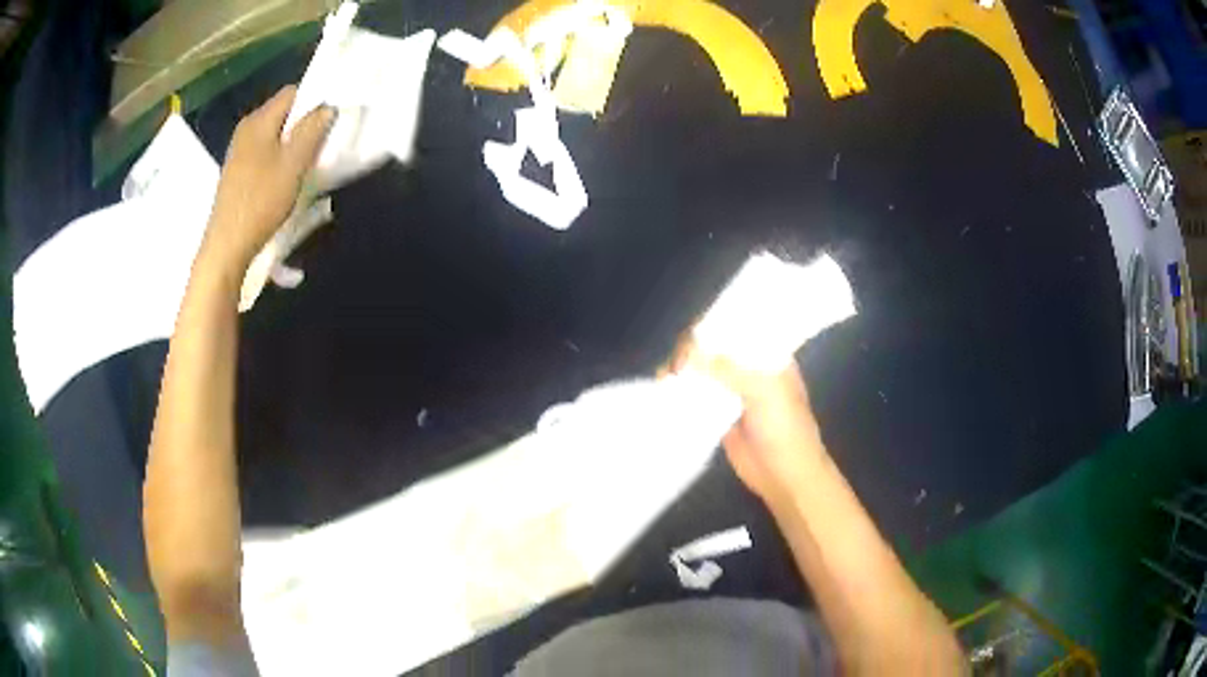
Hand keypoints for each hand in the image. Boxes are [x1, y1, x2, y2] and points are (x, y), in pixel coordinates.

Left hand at [198, 85, 334, 274]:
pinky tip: (287, 179)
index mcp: (259, 120)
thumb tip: (327, 107)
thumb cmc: (261, 201)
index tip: (332, 118)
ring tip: (308, 163)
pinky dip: (279, 159)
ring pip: (274, 134)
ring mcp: (239, 151)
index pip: (293, 92)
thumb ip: (312, 130)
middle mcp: (247, 129)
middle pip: (283, 113)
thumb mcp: (293, 164)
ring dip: (293, 144)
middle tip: (323, 143)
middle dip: (305, 123)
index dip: (315, 99)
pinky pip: (265, 152)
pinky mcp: (237, 172)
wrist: (227, 246)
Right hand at [671, 341, 826, 508]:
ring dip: (684, 369)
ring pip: (705, 372)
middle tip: (674, 356)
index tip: (691, 325)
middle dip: (694, 347)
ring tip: (663, 374)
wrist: (785, 476)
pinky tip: (663, 390)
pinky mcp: (718, 415)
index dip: (716, 322)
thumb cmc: (785, 429)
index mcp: (770, 357)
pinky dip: (681, 392)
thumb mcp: (764, 391)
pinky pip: (697, 397)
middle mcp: (751, 370)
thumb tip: (687, 353)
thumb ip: (728, 369)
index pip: (741, 328)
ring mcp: (734, 393)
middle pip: (718, 349)